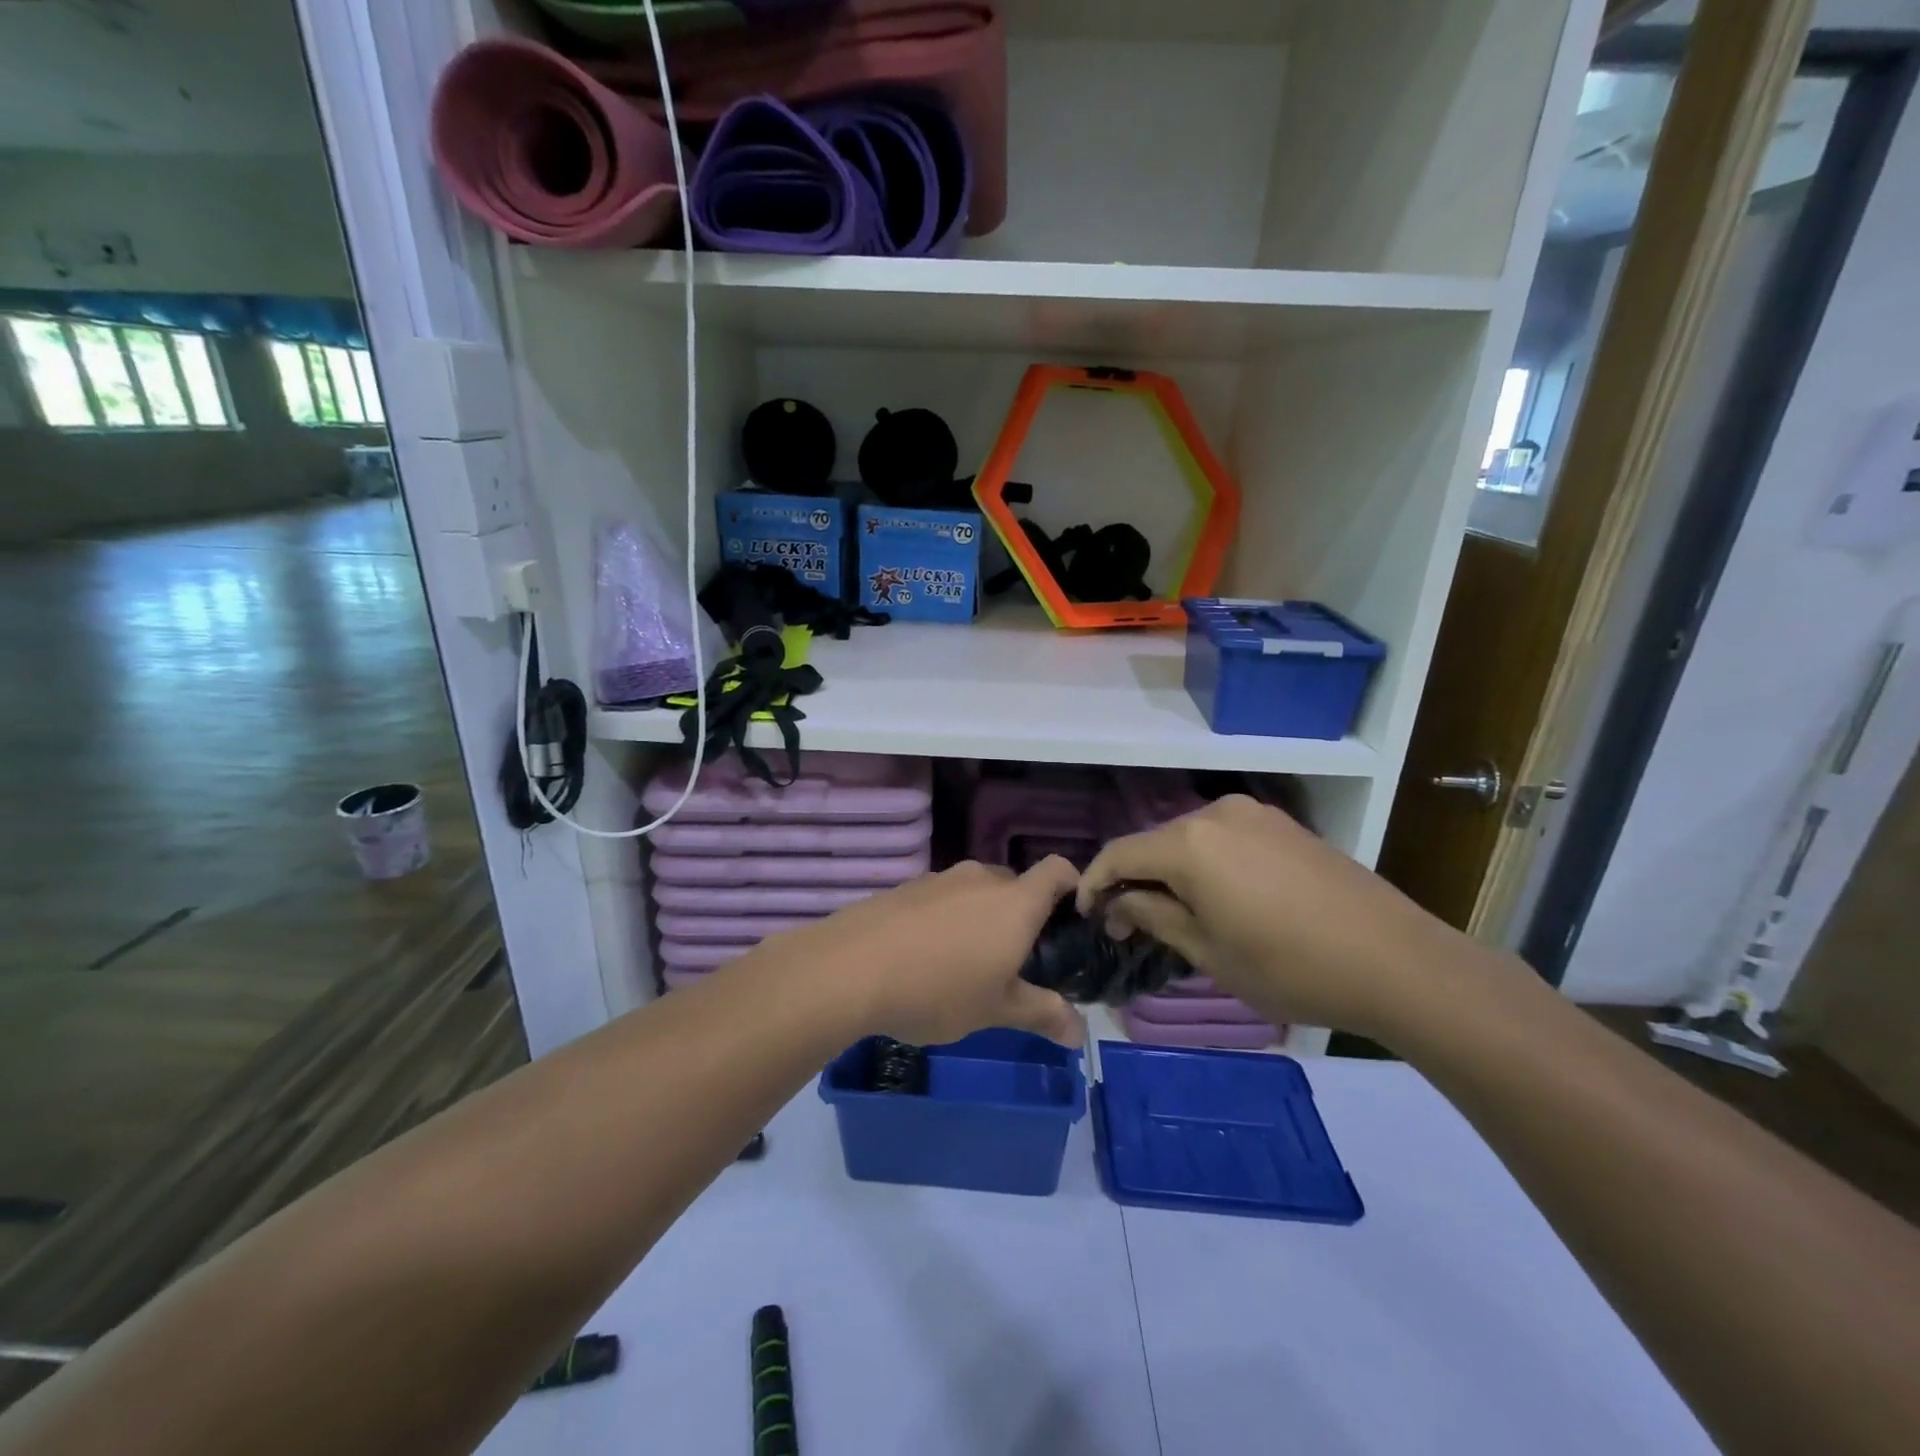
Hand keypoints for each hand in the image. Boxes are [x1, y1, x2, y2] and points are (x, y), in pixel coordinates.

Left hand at [776, 858, 1084, 1048]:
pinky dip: (947, 920)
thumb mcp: (997, 1010)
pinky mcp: (906, 888)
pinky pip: (942, 899)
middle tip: (1018, 961)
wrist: (851, 968)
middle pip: (1016, 885)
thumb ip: (1042, 1014)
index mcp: (1015, 901)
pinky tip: (927, 958)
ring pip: (976, 893)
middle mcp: (981, 879)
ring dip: (982, 920)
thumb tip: (1079, 1034)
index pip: (1058, 869)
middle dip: (1023, 916)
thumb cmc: (938, 988)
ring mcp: (939, 879)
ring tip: (969, 965)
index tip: (1073, 920)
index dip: (1073, 886)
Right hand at [1077, 795, 1461, 1038]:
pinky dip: (1206, 865)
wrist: (1396, 961)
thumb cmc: (1289, 966)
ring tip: (1172, 914)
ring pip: (1190, 840)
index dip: (1094, 882)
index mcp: (1189, 843)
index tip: (1086, 914)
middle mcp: (1216, 813)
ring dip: (1171, 872)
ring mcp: (1255, 815)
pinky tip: (1217, 898)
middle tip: (1128, 923)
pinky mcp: (1284, 826)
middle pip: (1155, 843)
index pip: (1119, 853)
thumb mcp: (1209, 952)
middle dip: (1134, 879)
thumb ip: (1154, 916)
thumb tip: (1119, 902)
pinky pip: (1225, 839)